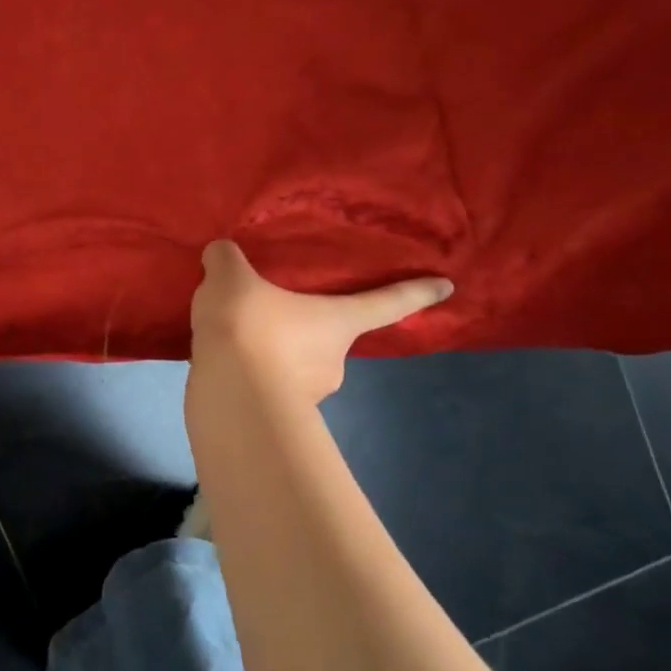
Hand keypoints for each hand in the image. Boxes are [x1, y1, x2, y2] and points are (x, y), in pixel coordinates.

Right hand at [189, 240, 451, 405]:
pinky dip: (250, 376)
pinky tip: (222, 365)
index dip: (416, 293)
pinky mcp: (276, 416)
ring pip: (294, 366)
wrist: (228, 397)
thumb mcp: (229, 278)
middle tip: (270, 312)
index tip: (448, 287)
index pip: (385, 303)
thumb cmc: (248, 328)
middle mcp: (333, 359)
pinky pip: (266, 386)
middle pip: (328, 336)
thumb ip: (227, 259)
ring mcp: (308, 394)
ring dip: (273, 354)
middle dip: (304, 327)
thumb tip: (222, 254)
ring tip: (234, 340)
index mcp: (337, 321)